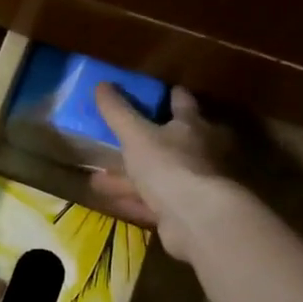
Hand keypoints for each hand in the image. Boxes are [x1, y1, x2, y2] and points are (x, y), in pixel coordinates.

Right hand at [89, 84, 244, 264]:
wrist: (198, 218)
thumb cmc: (169, 165)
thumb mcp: (136, 134)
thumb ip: (118, 111)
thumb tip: (101, 83)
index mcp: (193, 125)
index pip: (182, 102)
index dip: (170, 95)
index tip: (156, 93)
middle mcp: (201, 151)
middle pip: (174, 139)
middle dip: (150, 139)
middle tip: (124, 137)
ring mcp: (195, 183)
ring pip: (161, 173)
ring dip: (135, 174)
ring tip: (102, 176)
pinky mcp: (187, 211)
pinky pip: (155, 201)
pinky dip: (136, 200)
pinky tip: (114, 201)